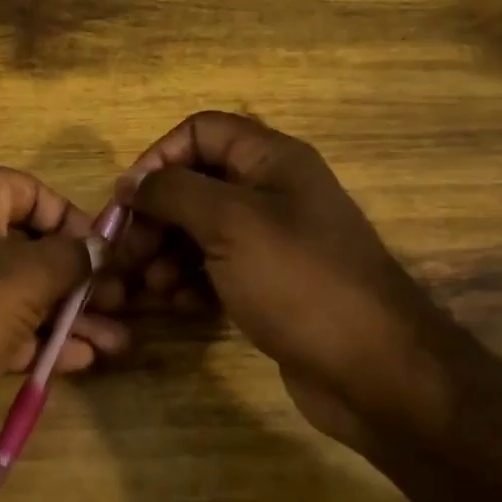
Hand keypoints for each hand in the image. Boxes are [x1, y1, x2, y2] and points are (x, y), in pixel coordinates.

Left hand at [0, 165, 128, 457]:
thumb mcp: (25, 278)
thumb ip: (71, 259)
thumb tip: (98, 246)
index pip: (33, 193)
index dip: (76, 221)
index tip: (108, 256)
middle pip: (29, 247)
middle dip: (79, 281)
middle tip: (124, 306)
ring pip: (17, 293)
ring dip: (66, 318)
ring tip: (118, 342)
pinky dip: (34, 342)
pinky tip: (79, 362)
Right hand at [110, 112, 460, 443]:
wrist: (373, 369)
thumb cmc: (298, 281)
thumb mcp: (229, 223)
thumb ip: (172, 192)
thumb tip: (130, 182)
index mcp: (271, 160)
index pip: (200, 132)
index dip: (159, 157)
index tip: (128, 200)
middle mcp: (271, 192)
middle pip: (195, 184)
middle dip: (156, 215)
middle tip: (129, 253)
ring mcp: (271, 242)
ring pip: (199, 230)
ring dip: (167, 252)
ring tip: (153, 286)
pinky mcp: (268, 284)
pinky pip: (215, 268)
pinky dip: (190, 281)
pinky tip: (180, 305)